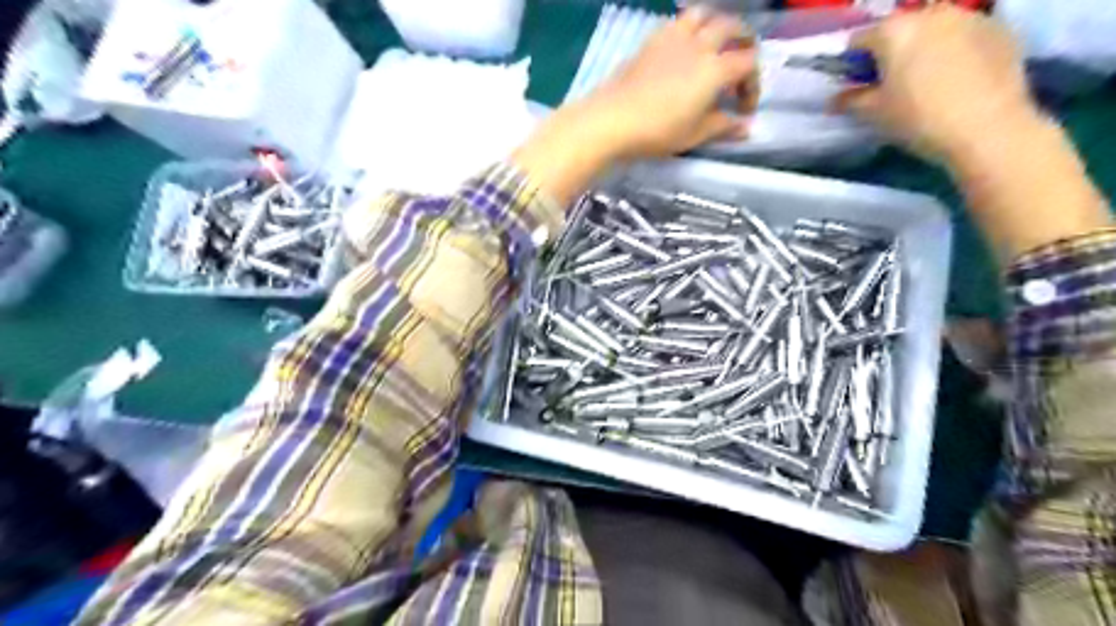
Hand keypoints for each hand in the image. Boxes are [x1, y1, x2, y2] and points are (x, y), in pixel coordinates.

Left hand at [585, 8, 757, 158]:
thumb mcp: (694, 135)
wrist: (613, 119)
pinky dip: (690, 28)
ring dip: (717, 25)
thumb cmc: (658, 131)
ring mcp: (674, 37)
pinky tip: (683, 48)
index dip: (753, 86)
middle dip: (744, 44)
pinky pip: (678, 22)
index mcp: (716, 68)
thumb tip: (746, 128)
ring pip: (705, 14)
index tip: (744, 110)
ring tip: (715, 45)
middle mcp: (700, 44)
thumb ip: (723, 126)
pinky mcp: (652, 40)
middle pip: (733, 28)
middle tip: (740, 65)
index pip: (749, 64)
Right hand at [836, 5, 1037, 161]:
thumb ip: (850, 100)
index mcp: (893, 30)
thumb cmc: (918, 118)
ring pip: (935, 28)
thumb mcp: (874, 114)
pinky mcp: (1000, 29)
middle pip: (901, 28)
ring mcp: (970, 16)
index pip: (859, 40)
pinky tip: (958, 79)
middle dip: (892, 50)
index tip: (857, 84)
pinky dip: (956, 50)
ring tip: (929, 80)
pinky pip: (966, 35)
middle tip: (892, 82)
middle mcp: (931, 13)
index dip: (853, 63)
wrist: (987, 128)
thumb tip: (836, 99)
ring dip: (926, 47)